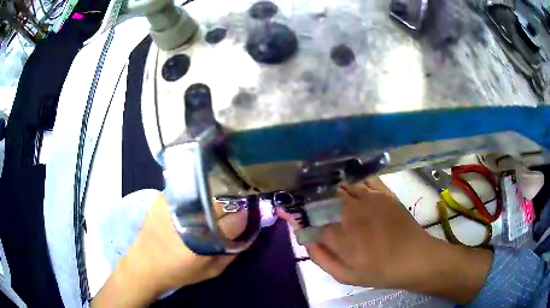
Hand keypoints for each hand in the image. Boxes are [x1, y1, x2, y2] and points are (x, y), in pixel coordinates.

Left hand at [93, 194, 246, 306]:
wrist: (143, 266)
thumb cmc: (179, 272)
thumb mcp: (212, 270)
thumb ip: (232, 250)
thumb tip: (249, 228)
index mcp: (202, 235)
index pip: (234, 213)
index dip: (246, 209)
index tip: (250, 209)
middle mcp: (188, 212)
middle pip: (220, 194)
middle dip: (233, 197)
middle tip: (236, 204)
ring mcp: (173, 200)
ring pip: (205, 187)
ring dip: (216, 192)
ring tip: (218, 201)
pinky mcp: (163, 196)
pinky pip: (190, 188)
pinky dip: (200, 191)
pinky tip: (199, 200)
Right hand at [280, 178, 492, 303]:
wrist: (414, 258)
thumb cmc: (379, 271)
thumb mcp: (345, 275)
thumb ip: (320, 256)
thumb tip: (304, 237)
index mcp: (340, 233)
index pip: (308, 216)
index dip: (293, 209)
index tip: (282, 205)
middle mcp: (351, 210)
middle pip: (321, 195)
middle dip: (306, 193)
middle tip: (297, 191)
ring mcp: (369, 197)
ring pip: (339, 184)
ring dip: (325, 183)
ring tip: (315, 182)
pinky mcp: (383, 193)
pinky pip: (361, 179)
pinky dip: (349, 178)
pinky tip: (343, 179)